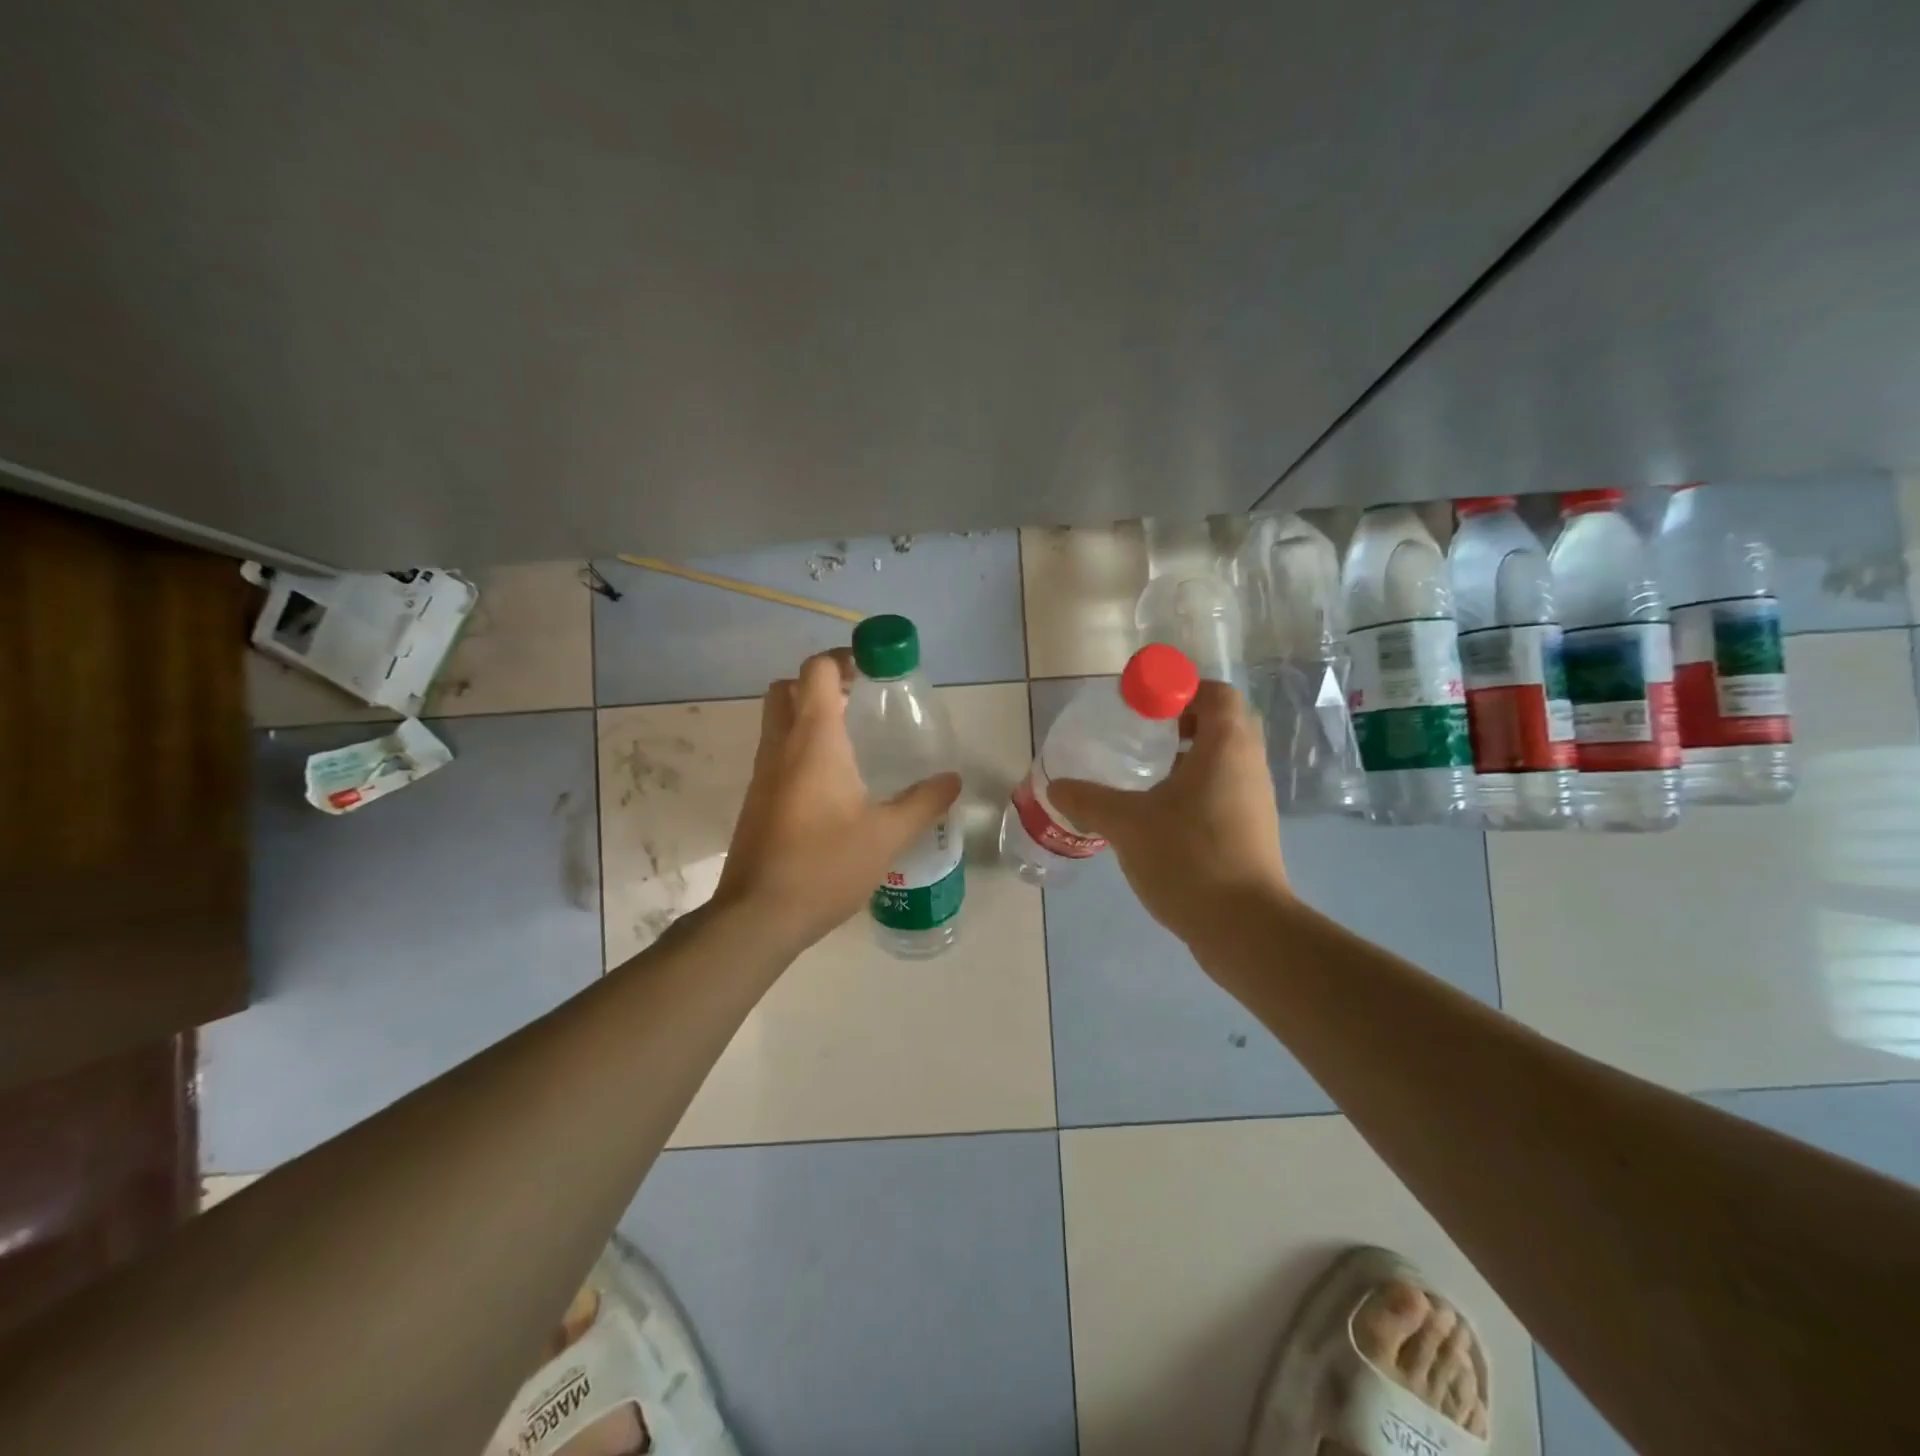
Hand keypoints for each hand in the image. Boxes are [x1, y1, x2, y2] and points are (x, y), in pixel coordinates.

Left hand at [712, 650, 960, 955]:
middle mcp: (781, 746)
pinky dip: (800, 747)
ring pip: (778, 721)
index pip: (817, 671)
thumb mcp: (887, 835)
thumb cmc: (825, 865)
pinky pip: (777, 753)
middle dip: (821, 683)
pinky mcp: (757, 799)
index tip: (874, 669)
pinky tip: (834, 783)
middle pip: (788, 688)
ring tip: (853, 739)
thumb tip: (952, 779)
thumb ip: (924, 802)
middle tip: (859, 700)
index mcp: (814, 740)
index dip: (843, 658)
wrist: (758, 915)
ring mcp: (763, 773)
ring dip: (809, 714)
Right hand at [1049, 681, 1289, 949]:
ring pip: (1225, 759)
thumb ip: (1089, 800)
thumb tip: (1055, 787)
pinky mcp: (1252, 830)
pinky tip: (1161, 814)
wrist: (1243, 927)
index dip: (1180, 690)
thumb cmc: (1188, 857)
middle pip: (1223, 722)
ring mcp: (1255, 800)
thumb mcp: (1127, 824)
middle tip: (1144, 734)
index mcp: (1226, 746)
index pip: (1215, 693)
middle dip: (1184, 721)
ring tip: (1147, 774)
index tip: (1144, 706)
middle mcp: (1248, 765)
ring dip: (1190, 756)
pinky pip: (1225, 789)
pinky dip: (1197, 787)